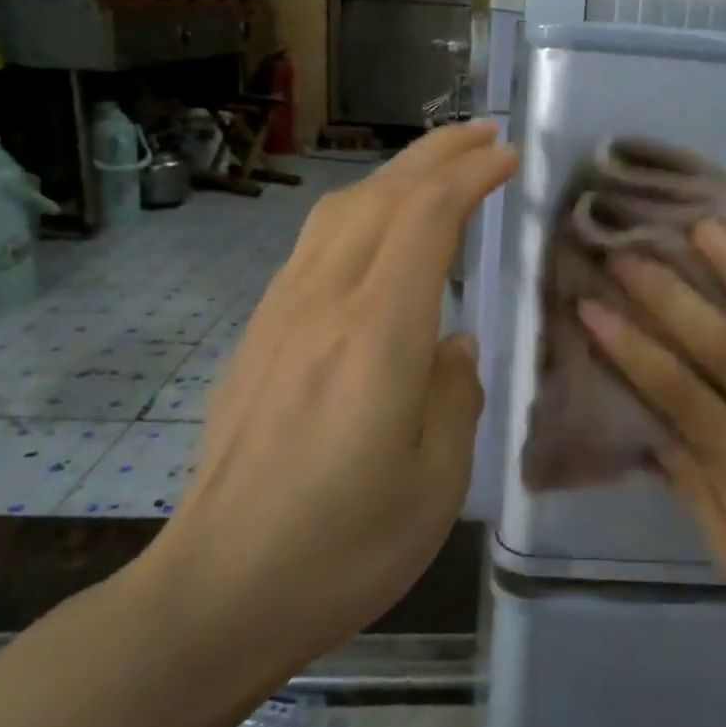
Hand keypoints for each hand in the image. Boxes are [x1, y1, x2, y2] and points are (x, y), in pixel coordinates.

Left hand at [136, 122, 516, 701]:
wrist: (217, 592)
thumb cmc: (343, 546)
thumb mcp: (437, 481)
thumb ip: (456, 394)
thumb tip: (455, 344)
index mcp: (377, 334)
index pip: (427, 218)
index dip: (469, 176)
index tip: (508, 156)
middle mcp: (324, 304)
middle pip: (381, 197)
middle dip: (435, 154)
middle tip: (482, 135)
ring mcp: (282, 315)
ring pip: (340, 212)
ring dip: (393, 175)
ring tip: (434, 167)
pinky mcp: (259, 336)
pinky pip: (313, 244)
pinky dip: (357, 211)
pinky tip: (373, 230)